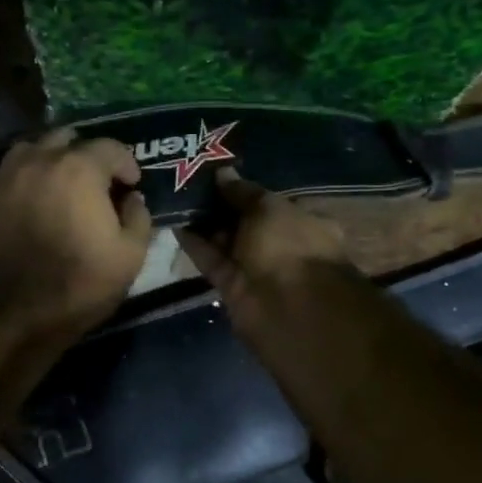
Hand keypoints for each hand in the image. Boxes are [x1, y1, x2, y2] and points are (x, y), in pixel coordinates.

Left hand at [0, 129, 153, 341]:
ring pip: (35, 149)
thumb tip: (133, 199)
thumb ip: (139, 217)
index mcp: (79, 169)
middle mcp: (40, 160)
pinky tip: (38, 201)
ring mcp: (7, 176)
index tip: (132, 185)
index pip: (110, 147)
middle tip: (99, 184)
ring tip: (64, 186)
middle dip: (89, 157)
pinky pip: (13, 171)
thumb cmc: (81, 283)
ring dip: (54, 160)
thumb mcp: (130, 255)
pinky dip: (30, 177)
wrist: (16, 313)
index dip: (127, 164)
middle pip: (69, 139)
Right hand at [178, 168, 351, 329]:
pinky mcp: (234, 287)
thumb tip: (223, 173)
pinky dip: (196, 245)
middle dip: (222, 206)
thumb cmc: (290, 247)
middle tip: (191, 183)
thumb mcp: (269, 208)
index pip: (273, 203)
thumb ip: (243, 192)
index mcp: (305, 223)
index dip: (247, 191)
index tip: (219, 175)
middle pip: (248, 223)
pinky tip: (176, 223)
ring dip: (205, 224)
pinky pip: (213, 261)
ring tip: (177, 197)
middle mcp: (283, 246)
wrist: (289, 309)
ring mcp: (258, 269)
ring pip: (228, 242)